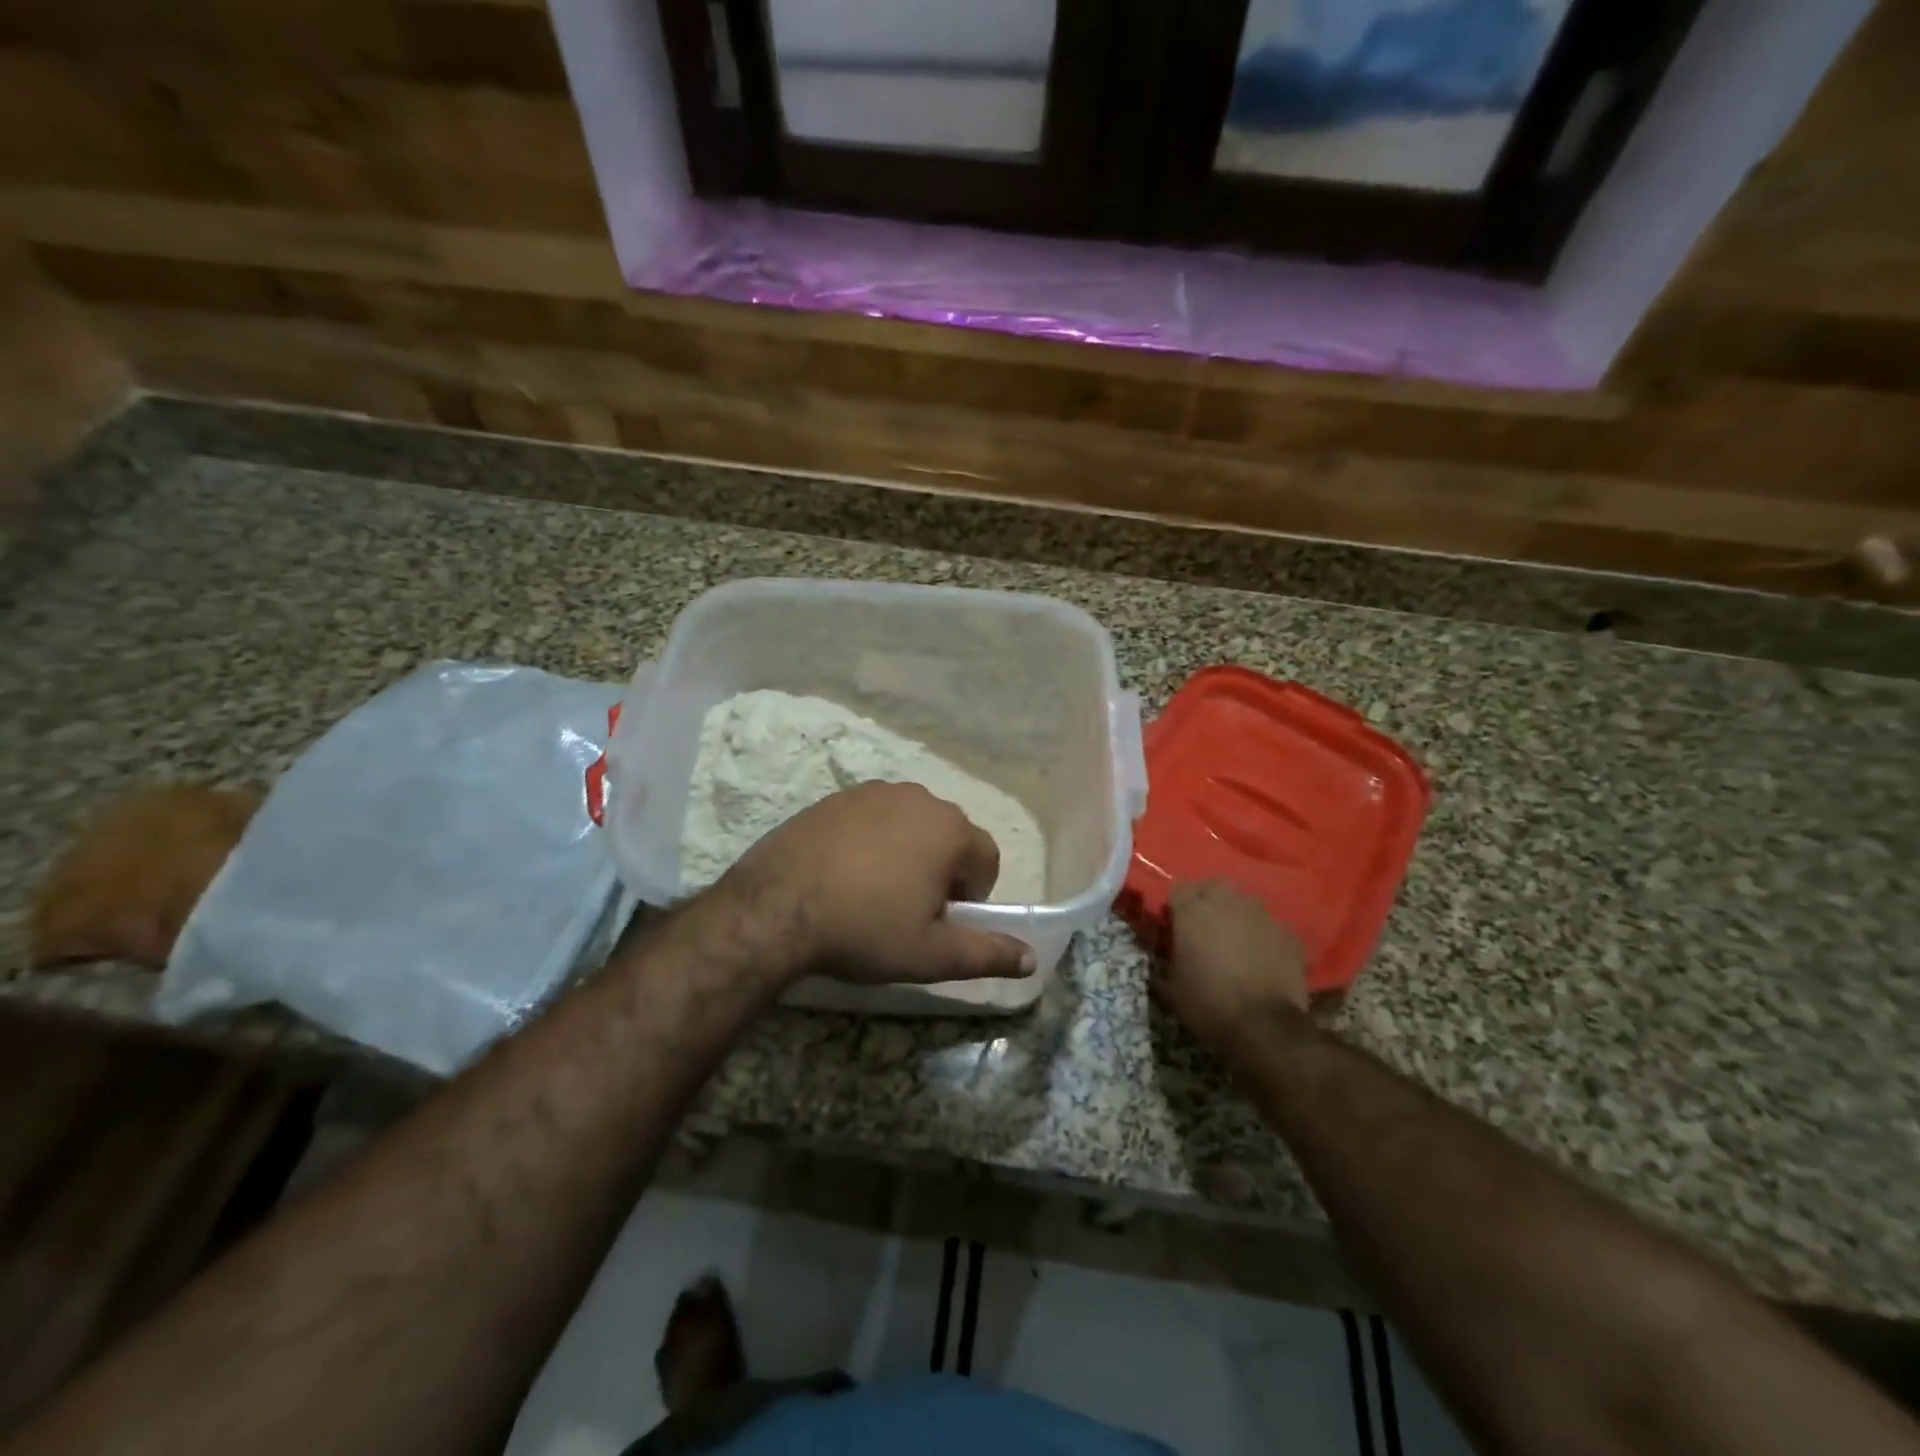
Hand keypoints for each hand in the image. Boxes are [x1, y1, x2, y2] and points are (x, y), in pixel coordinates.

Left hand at [714, 782, 1035, 986]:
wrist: (776, 908)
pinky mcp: (836, 797)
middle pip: (948, 836)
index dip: (972, 894)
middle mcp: (917, 797)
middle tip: (909, 909)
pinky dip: (871, 841)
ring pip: (910, 824)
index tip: (942, 920)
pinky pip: (872, 818)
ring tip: (874, 892)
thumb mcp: (931, 954)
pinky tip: (844, 873)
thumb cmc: (865, 930)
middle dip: (941, 870)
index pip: (986, 858)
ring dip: (907, 852)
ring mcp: (873, 792)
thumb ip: (987, 954)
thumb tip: (1031, 958)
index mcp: (948, 829)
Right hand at [1153, 880, 1308, 1058]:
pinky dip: (1263, 936)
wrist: (1264, 1028)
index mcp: (1193, 911)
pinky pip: (1270, 925)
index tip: (1176, 924)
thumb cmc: (1208, 1005)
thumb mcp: (1170, 987)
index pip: (1179, 888)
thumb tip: (1161, 954)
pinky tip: (1262, 958)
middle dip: (1208, 899)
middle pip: (1214, 885)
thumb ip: (1163, 961)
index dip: (1176, 906)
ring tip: (1236, 941)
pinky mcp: (1288, 933)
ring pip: (1244, 902)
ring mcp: (1261, 915)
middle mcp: (1227, 902)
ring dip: (1237, 915)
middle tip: (1206, 926)